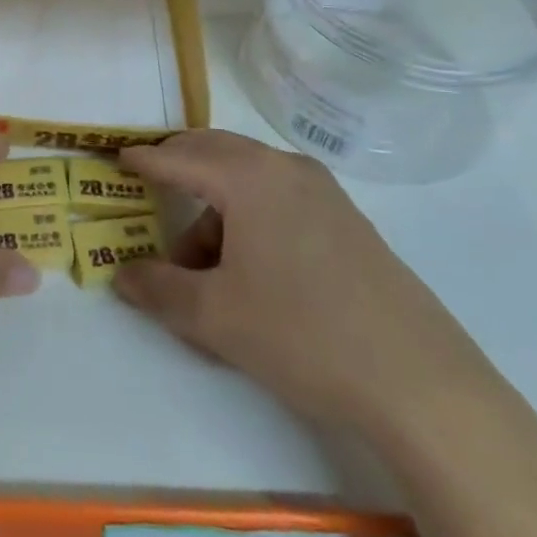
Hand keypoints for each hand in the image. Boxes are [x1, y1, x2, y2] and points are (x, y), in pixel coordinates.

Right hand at [114, 131, 496, 434]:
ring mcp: (324, 193)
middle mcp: (286, 170)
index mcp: (249, 178)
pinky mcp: (347, 221)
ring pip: (248, 177)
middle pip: (215, 151)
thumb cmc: (302, 335)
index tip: (116, 159)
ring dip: (214, 204)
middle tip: (149, 191)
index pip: (179, 157)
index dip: (143, 160)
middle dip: (178, 167)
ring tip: (202, 265)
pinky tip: (248, 267)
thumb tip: (121, 274)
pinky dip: (248, 214)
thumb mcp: (213, 316)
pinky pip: (279, 197)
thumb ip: (157, 288)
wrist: (420, 384)